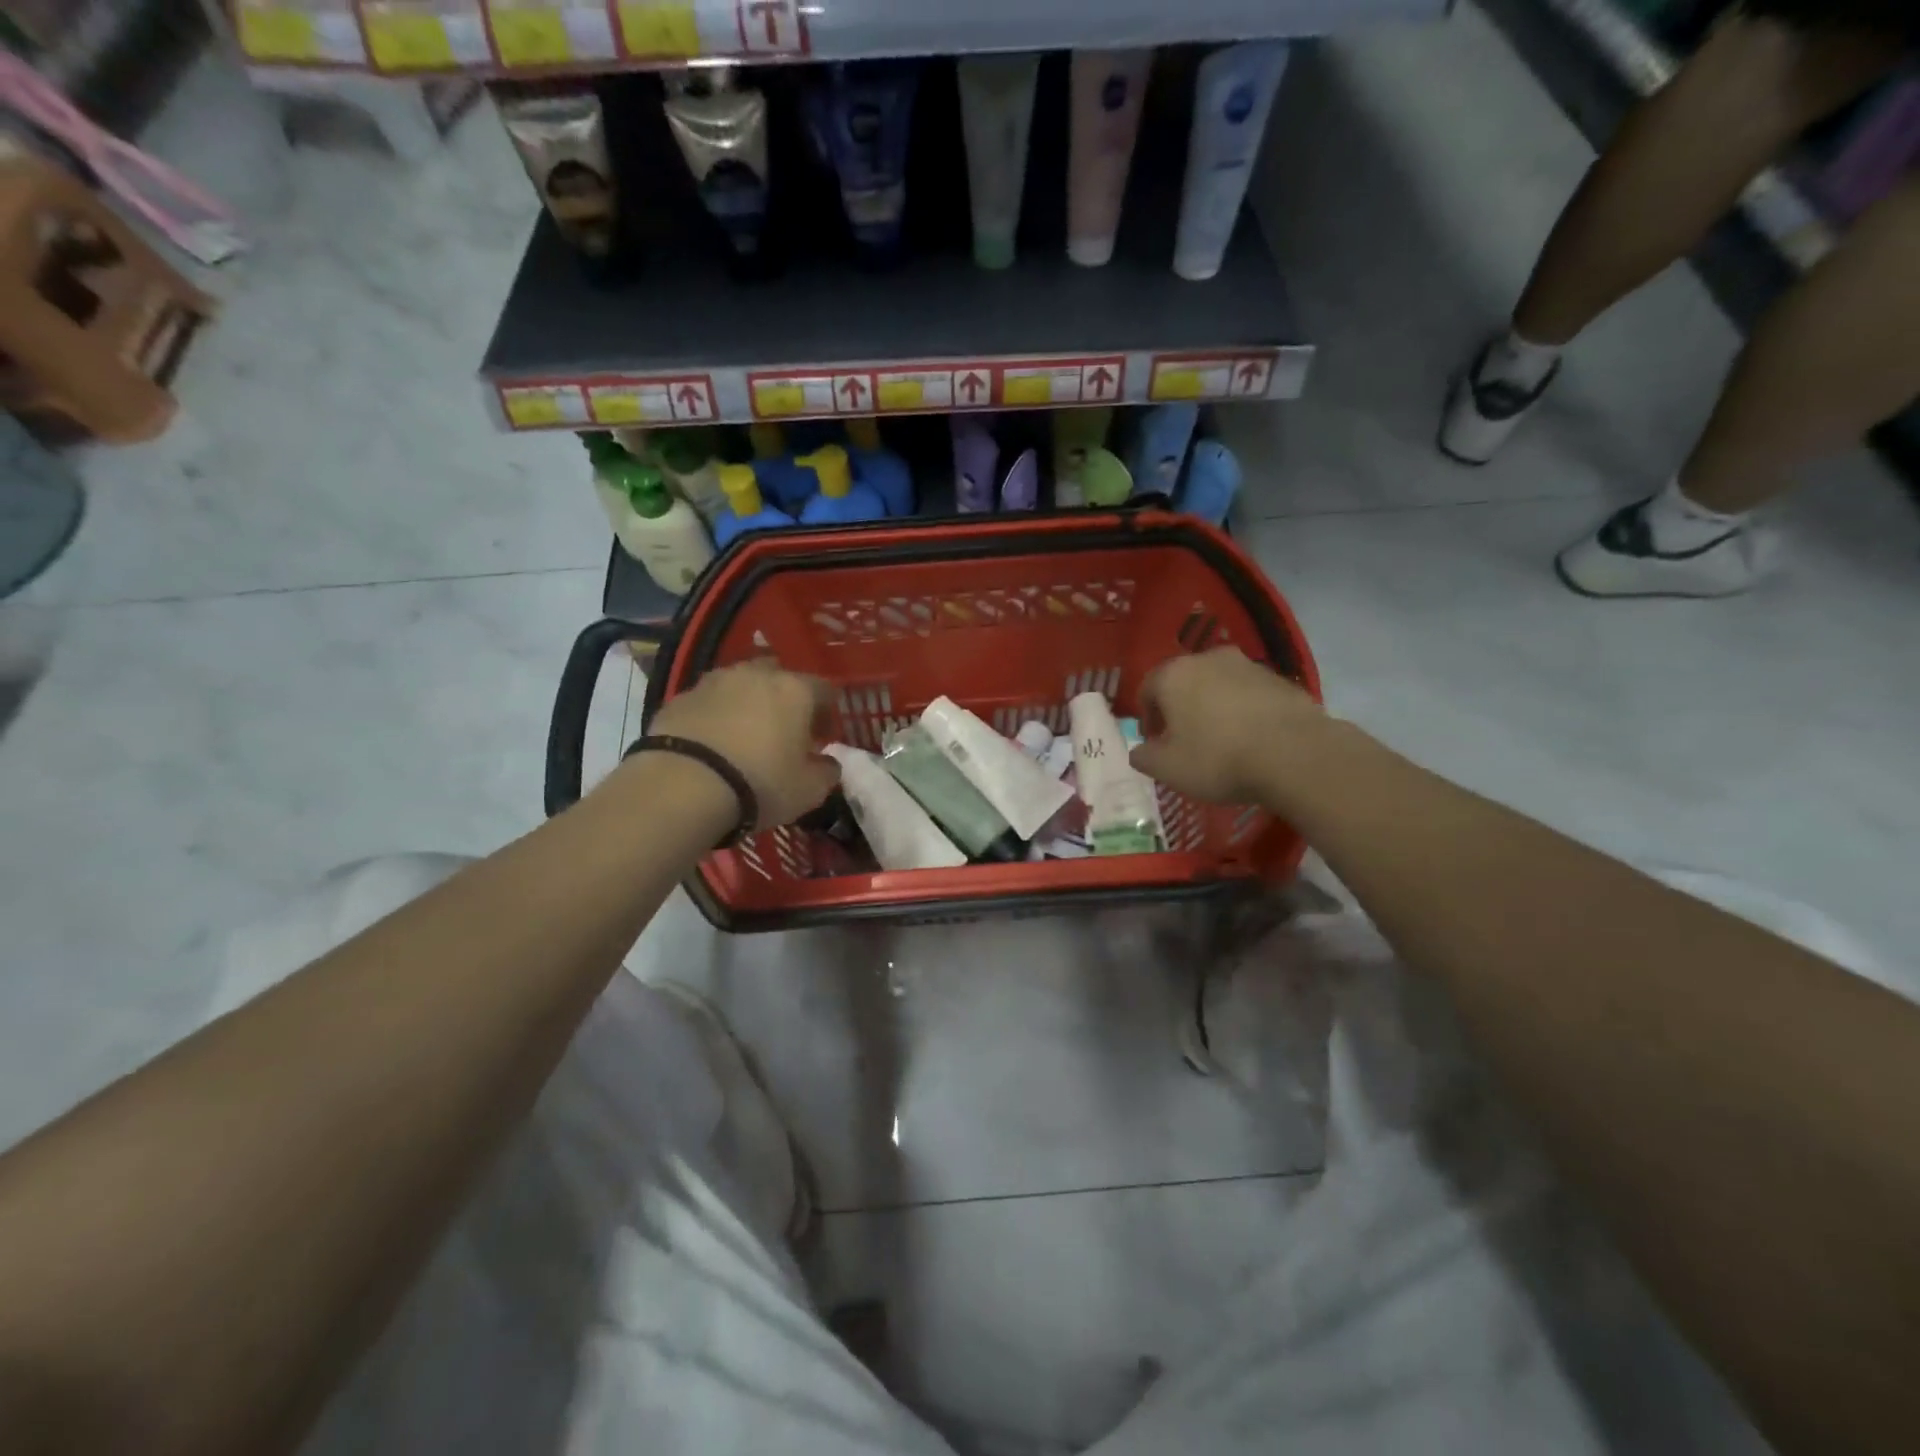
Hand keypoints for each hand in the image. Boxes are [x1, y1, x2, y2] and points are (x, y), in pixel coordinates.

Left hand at [647, 661, 840, 827]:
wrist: (682, 786)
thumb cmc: (759, 784)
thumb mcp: (809, 790)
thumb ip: (827, 772)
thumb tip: (828, 763)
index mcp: (795, 690)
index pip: (824, 690)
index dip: (826, 714)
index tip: (821, 740)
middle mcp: (756, 675)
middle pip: (779, 677)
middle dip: (784, 700)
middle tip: (783, 733)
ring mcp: (714, 681)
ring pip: (740, 684)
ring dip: (748, 703)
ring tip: (743, 736)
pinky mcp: (680, 697)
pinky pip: (708, 701)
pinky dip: (715, 715)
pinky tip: (712, 744)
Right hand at [1130, 648, 1326, 805]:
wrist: (1295, 754)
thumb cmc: (1218, 758)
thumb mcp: (1168, 769)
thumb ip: (1144, 757)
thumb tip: (1140, 751)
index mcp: (1174, 675)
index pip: (1147, 689)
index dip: (1147, 718)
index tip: (1155, 744)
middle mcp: (1208, 659)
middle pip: (1184, 683)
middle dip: (1180, 709)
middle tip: (1184, 741)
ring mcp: (1248, 665)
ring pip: (1218, 686)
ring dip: (1213, 708)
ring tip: (1222, 742)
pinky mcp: (1280, 679)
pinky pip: (1250, 695)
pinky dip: (1244, 712)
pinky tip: (1252, 740)